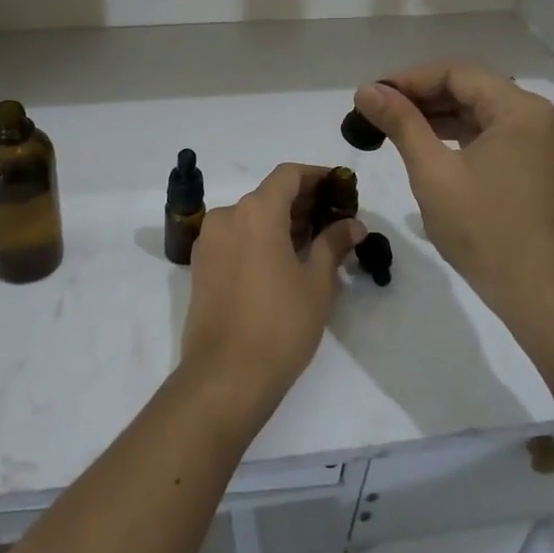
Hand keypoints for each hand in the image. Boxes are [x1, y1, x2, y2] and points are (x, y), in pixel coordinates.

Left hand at [178, 164, 365, 429]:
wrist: (225, 376)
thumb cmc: (280, 325)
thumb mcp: (317, 283)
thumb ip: (333, 244)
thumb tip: (352, 224)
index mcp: (255, 212)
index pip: (288, 175)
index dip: (317, 176)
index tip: (340, 186)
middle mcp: (227, 216)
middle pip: (269, 195)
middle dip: (302, 201)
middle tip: (334, 218)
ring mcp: (209, 241)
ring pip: (250, 217)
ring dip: (281, 221)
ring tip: (313, 241)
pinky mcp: (200, 265)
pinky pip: (235, 237)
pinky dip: (259, 238)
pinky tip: (283, 260)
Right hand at [351, 63, 553, 335]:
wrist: (537, 293)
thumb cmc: (483, 229)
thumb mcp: (433, 172)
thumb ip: (400, 123)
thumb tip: (366, 90)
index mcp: (520, 110)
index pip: (457, 73)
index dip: (410, 79)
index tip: (372, 95)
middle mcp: (537, 116)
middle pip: (471, 88)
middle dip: (422, 96)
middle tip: (377, 111)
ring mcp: (540, 141)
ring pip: (480, 111)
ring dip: (437, 116)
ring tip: (392, 126)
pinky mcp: (536, 164)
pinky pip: (491, 134)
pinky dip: (458, 135)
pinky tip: (426, 145)